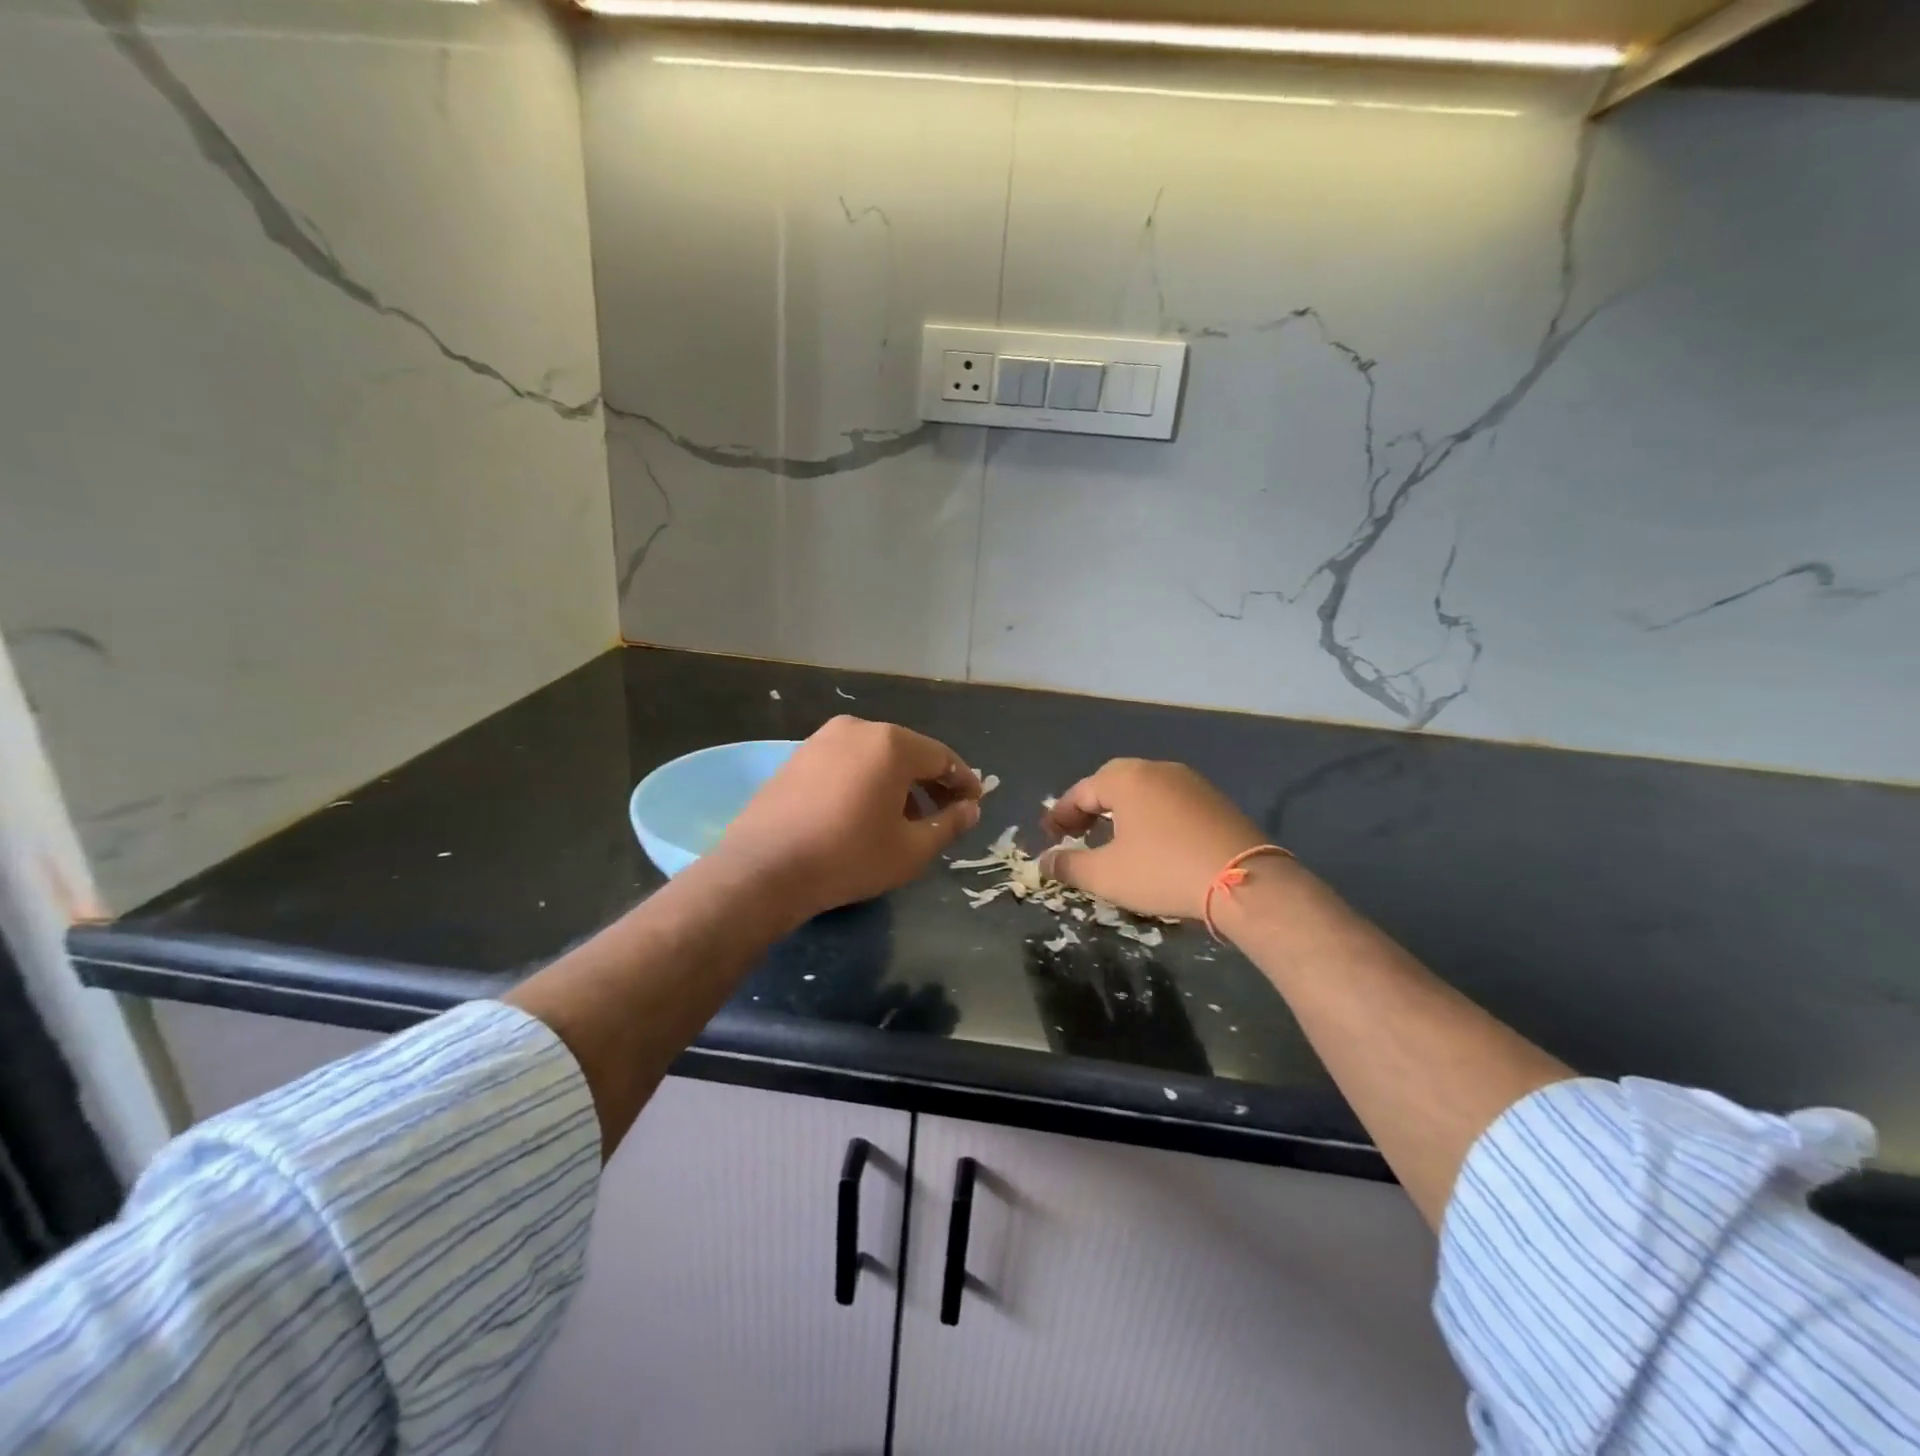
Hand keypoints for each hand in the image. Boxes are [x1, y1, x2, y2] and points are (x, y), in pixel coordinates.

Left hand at [716, 716, 981, 922]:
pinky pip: (847, 762)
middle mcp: (858, 728)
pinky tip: (866, 813)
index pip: (942, 757)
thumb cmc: (848, 856)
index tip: (974, 804)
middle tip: (946, 813)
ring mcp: (823, 739)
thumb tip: (971, 810)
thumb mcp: (911, 849)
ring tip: (906, 820)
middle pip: (908, 752)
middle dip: (931, 782)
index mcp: (891, 744)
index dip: (963, 782)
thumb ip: (949, 825)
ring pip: (876, 757)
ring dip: (898, 783)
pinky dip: (867, 781)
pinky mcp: (798, 756)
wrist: (764, 868)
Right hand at [1039, 759, 1264, 920]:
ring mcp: (1191, 782)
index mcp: (1126, 778)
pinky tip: (1152, 843)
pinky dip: (1151, 817)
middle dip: (1090, 809)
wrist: (1245, 882)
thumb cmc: (1164, 871)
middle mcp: (1157, 769)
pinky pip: (1169, 802)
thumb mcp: (1106, 875)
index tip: (1049, 839)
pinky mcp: (1215, 800)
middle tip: (1077, 835)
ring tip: (1112, 840)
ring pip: (1143, 792)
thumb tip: (1044, 862)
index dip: (1060, 816)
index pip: (1081, 792)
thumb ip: (1069, 866)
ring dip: (1121, 813)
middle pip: (1112, 784)